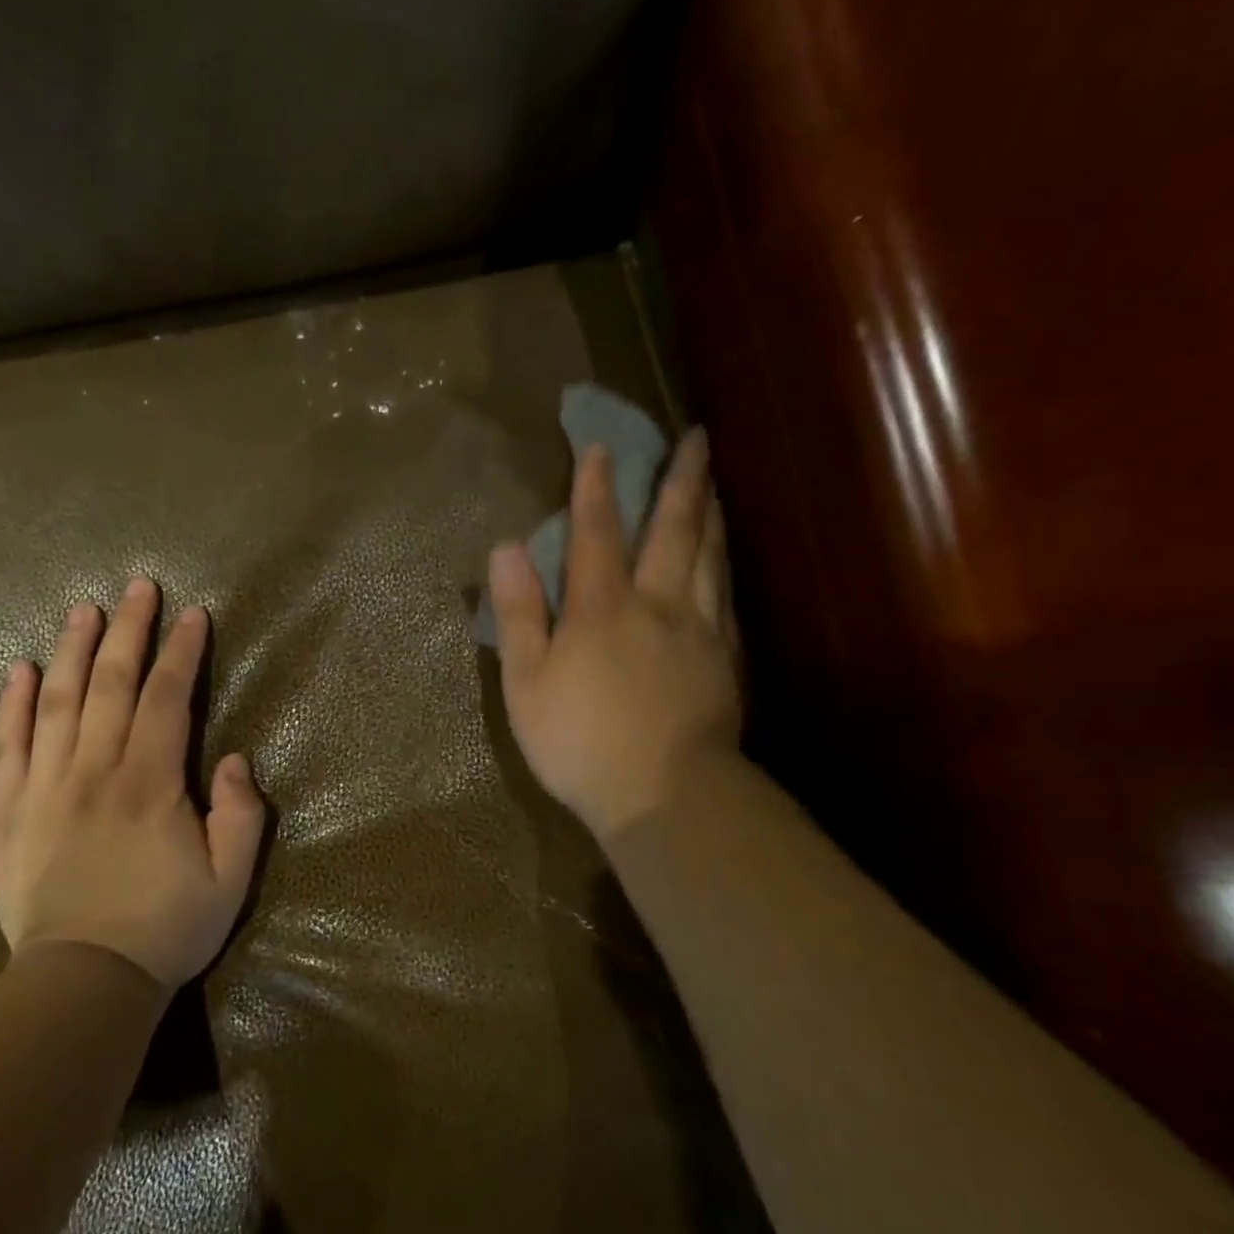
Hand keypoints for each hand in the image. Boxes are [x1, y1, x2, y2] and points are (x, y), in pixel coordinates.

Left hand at [0, 577, 266, 988]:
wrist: (81, 983)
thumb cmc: (165, 928)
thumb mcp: (231, 880)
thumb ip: (242, 816)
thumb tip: (233, 759)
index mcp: (150, 782)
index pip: (167, 698)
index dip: (182, 652)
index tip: (193, 615)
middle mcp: (96, 769)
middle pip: (111, 683)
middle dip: (128, 631)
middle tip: (137, 587)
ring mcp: (46, 786)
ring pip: (58, 702)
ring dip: (72, 650)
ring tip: (81, 609)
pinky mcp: (11, 810)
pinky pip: (8, 746)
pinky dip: (13, 705)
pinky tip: (21, 670)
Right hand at [488, 428, 741, 845]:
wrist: (666, 795)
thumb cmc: (580, 741)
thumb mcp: (526, 682)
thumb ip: (519, 612)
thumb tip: (507, 547)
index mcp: (602, 608)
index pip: (597, 533)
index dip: (596, 488)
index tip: (602, 447)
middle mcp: (657, 604)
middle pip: (674, 530)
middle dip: (681, 480)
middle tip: (695, 438)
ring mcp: (699, 630)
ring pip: (710, 556)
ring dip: (710, 513)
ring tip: (714, 482)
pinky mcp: (725, 659)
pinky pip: (726, 597)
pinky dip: (724, 565)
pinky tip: (725, 559)